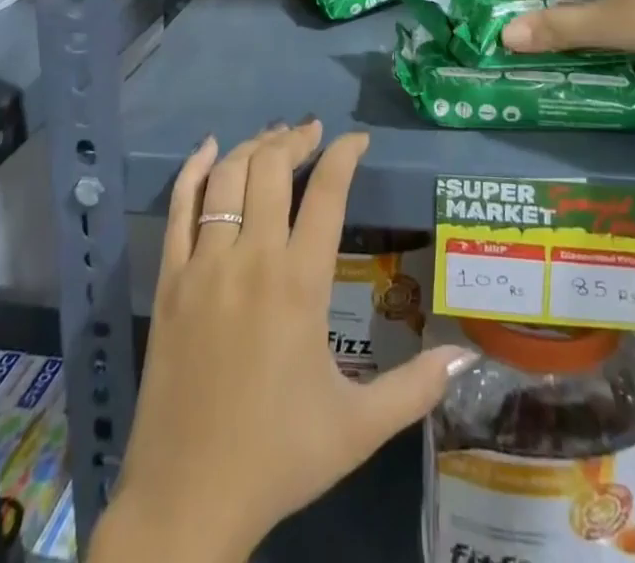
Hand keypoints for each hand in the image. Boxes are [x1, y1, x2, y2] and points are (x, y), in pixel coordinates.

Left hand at [95, 123, 475, 562]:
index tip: (357, 140)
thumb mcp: (358, 428)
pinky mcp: (170, 281)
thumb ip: (414, 388)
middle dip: (296, 139)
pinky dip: (194, 171)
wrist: (187, 501)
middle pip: (272, 168)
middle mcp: (252, 258)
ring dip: (253, 148)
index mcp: (300, 284)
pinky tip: (210, 150)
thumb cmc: (278, 458)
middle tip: (313, 132)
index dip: (344, 155)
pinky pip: (179, 209)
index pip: (327, 193)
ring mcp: (205, 265)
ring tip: (274, 137)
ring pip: (228, 179)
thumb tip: (465, 357)